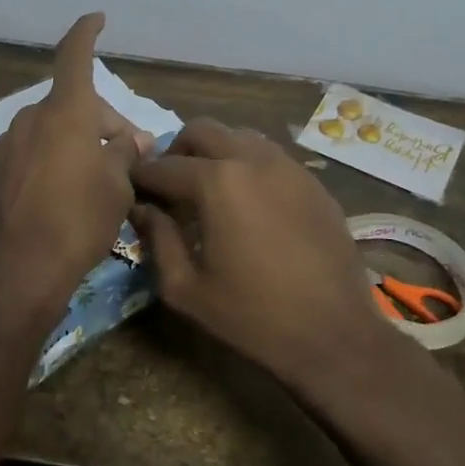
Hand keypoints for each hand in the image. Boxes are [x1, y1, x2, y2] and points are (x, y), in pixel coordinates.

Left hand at [0, 14, 149, 334]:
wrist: (16, 269)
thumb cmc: (78, 222)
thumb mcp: (118, 187)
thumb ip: (125, 153)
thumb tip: (128, 140)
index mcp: (64, 114)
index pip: (75, 57)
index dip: (86, 34)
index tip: (96, 19)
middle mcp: (29, 121)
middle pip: (71, 107)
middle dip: (101, 123)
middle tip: (128, 155)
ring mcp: (5, 148)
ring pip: (49, 133)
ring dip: (73, 145)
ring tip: (94, 181)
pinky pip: (27, 157)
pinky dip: (48, 164)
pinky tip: (58, 199)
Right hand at [131, 119, 404, 399]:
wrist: (334, 334)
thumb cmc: (252, 317)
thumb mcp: (186, 289)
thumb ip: (158, 240)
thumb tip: (143, 210)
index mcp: (217, 183)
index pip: (164, 166)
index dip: (141, 177)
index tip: (130, 189)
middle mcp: (253, 160)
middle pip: (202, 131)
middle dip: (176, 151)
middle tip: (169, 186)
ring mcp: (289, 167)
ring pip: (240, 137)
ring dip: (215, 154)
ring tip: (207, 192)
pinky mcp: (314, 183)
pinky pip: (271, 157)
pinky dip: (248, 167)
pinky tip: (247, 204)